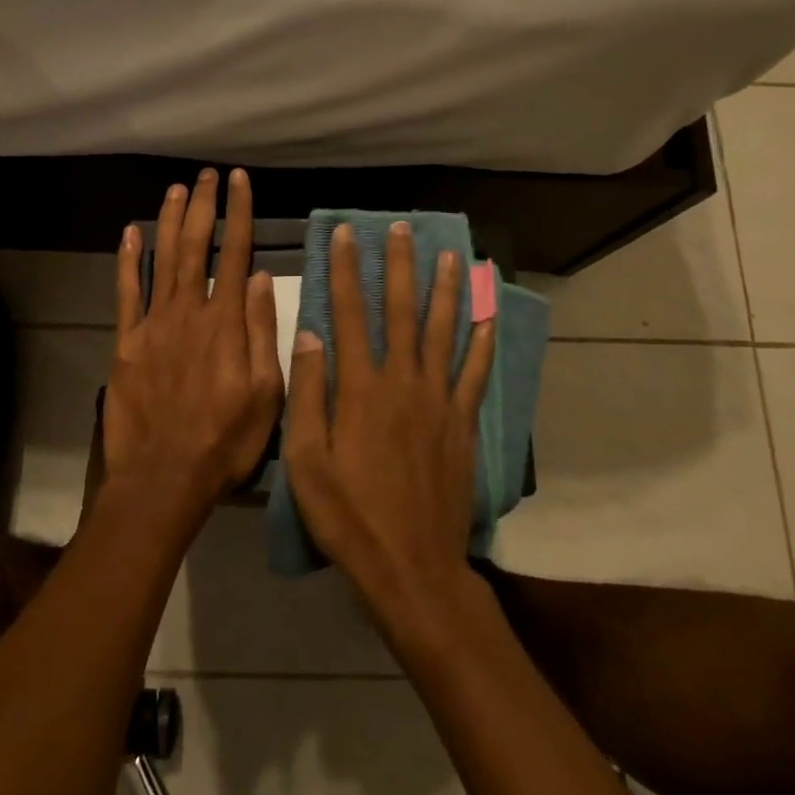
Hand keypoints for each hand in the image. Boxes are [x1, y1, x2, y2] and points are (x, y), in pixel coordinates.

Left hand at [102, 167, 283, 527]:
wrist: (164, 477)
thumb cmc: (225, 439)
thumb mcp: (267, 393)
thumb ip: (263, 331)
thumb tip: (263, 278)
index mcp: (226, 322)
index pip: (236, 253)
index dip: (239, 213)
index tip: (239, 181)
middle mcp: (188, 312)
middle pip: (196, 246)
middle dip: (203, 206)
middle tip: (206, 174)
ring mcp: (153, 325)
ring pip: (162, 260)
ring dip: (169, 221)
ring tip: (176, 189)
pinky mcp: (126, 343)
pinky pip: (126, 293)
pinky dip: (128, 260)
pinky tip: (130, 233)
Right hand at [283, 221, 496, 637]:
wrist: (411, 566)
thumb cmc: (348, 515)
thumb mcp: (306, 461)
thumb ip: (310, 393)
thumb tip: (309, 333)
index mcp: (361, 388)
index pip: (350, 313)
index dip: (347, 270)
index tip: (346, 234)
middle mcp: (403, 382)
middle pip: (402, 311)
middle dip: (400, 266)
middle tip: (401, 228)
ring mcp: (438, 401)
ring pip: (444, 332)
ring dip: (446, 290)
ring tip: (450, 255)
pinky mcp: (462, 423)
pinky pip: (475, 373)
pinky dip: (483, 342)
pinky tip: (488, 316)